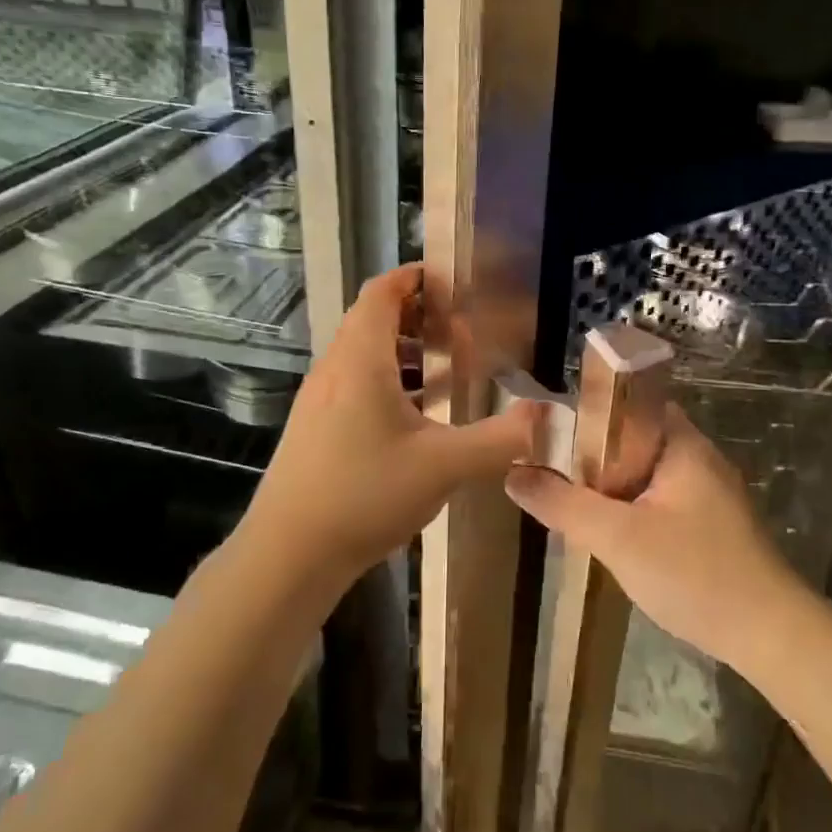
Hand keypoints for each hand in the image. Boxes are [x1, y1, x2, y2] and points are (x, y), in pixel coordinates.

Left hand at [241, 264, 538, 587]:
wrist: (287, 554)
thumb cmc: (364, 495)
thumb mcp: (444, 467)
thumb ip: (499, 440)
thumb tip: (544, 416)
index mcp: (361, 361)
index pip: (382, 292)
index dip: (415, 277)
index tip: (453, 281)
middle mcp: (335, 369)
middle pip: (373, 319)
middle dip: (419, 316)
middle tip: (462, 330)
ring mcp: (320, 399)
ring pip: (365, 354)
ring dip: (406, 351)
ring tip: (448, 368)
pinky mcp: (316, 427)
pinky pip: (356, 383)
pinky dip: (390, 381)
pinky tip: (419, 417)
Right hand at [504, 405, 806, 669]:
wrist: (770, 635)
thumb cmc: (694, 573)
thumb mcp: (617, 538)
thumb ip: (564, 504)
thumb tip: (514, 475)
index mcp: (682, 445)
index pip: (632, 403)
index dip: (590, 411)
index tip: (551, 430)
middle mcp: (699, 459)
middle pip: (635, 439)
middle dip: (594, 454)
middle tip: (552, 470)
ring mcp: (710, 494)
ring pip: (647, 474)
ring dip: (612, 485)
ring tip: (570, 499)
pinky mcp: (713, 525)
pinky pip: (661, 500)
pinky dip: (633, 508)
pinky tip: (611, 533)